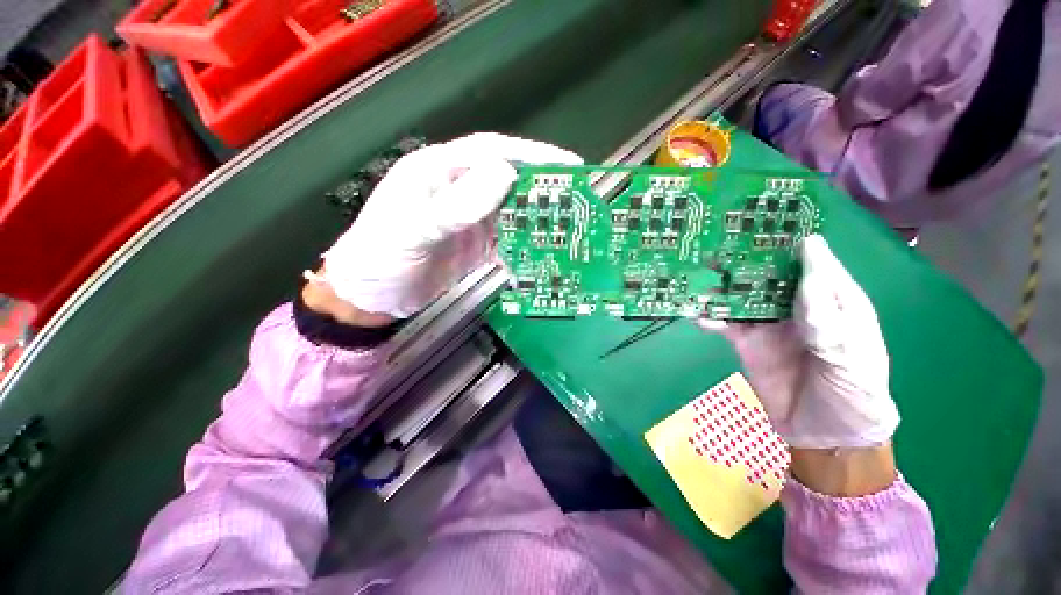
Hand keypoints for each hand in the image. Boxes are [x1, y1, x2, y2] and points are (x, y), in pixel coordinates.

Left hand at [318, 133, 581, 319]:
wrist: (369, 298)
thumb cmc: (379, 258)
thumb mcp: (412, 229)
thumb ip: (455, 204)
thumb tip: (504, 174)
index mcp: (438, 172)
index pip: (491, 153)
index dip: (531, 156)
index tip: (567, 165)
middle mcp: (456, 189)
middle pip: (506, 181)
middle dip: (540, 187)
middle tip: (574, 199)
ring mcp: (467, 219)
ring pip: (509, 210)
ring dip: (534, 217)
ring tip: (563, 225)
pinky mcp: (473, 244)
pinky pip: (504, 238)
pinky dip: (522, 242)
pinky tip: (538, 249)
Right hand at [701, 235, 898, 449]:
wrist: (826, 437)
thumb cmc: (855, 394)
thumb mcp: (851, 355)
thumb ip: (826, 312)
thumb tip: (810, 252)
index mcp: (832, 301)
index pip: (810, 263)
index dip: (788, 242)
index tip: (760, 223)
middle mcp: (796, 307)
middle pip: (769, 275)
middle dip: (744, 260)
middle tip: (714, 243)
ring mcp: (767, 324)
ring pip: (741, 296)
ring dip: (720, 286)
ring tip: (695, 273)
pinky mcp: (746, 343)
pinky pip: (724, 324)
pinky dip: (708, 317)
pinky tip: (694, 313)